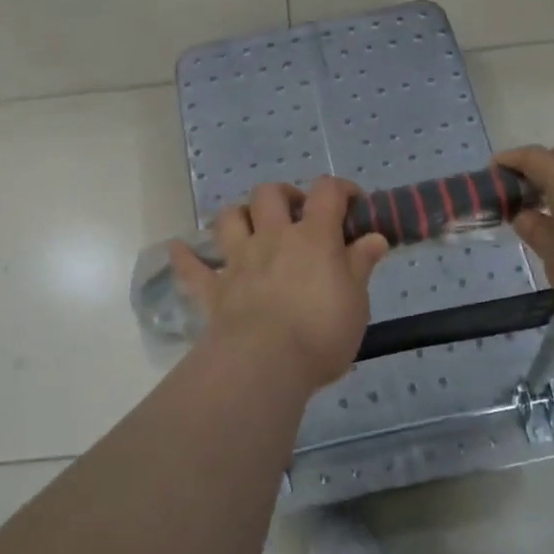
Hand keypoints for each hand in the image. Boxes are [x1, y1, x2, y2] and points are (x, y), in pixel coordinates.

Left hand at [169, 179, 387, 393]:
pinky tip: (179, 248)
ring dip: (239, 215)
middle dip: (284, 195)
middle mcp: (272, 237)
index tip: (351, 203)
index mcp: (313, 237)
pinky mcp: (214, 289)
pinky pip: (191, 267)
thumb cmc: (321, 332)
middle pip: (270, 194)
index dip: (340, 189)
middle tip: (297, 214)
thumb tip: (374, 237)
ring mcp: (239, 260)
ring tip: (251, 227)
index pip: (327, 192)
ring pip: (229, 218)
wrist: (265, 364)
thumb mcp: (356, 301)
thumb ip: (361, 264)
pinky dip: (185, 256)